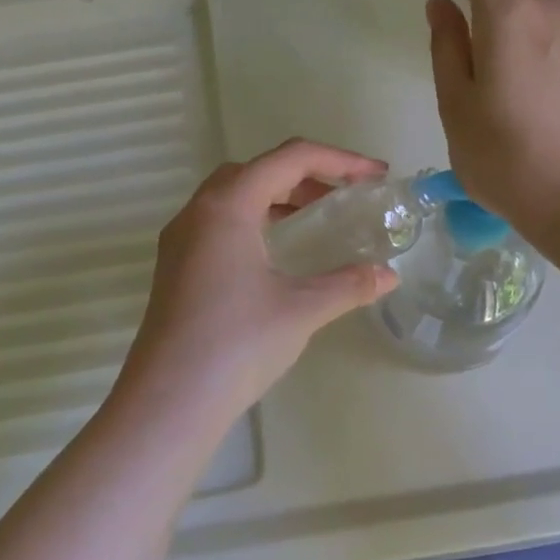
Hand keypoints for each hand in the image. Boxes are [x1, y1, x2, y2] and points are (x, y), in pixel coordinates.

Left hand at [118, 140, 399, 420]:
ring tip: (314, 221)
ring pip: (232, 196)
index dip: (339, 160)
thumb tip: (388, 276)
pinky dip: (253, 221)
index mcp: (227, 206)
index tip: (375, 176)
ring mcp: (180, 241)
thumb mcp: (301, 310)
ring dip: (276, 197)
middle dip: (305, 175)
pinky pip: (218, 223)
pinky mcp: (175, 267)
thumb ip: (348, 285)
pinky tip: (275, 255)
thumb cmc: (237, 344)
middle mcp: (197, 212)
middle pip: (256, 170)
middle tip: (343, 198)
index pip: (289, 159)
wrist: (170, 400)